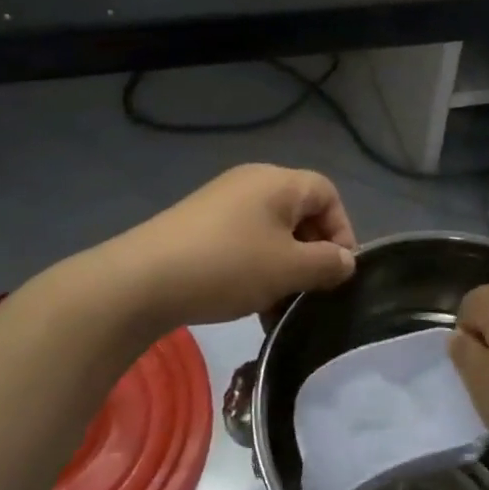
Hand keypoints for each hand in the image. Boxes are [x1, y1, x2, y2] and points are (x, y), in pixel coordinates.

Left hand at [110, 165, 356, 331]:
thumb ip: (326, 264)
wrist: (142, 280)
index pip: (327, 194)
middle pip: (300, 212)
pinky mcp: (200, 224)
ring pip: (272, 232)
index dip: (342, 230)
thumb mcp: (288, 269)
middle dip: (312, 253)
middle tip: (311, 292)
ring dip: (284, 267)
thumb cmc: (228, 265)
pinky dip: (256, 267)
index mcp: (278, 182)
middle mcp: (252, 182)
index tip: (339, 272)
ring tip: (279, 307)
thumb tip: (346, 261)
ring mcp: (223, 202)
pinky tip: (249, 302)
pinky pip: (244, 240)